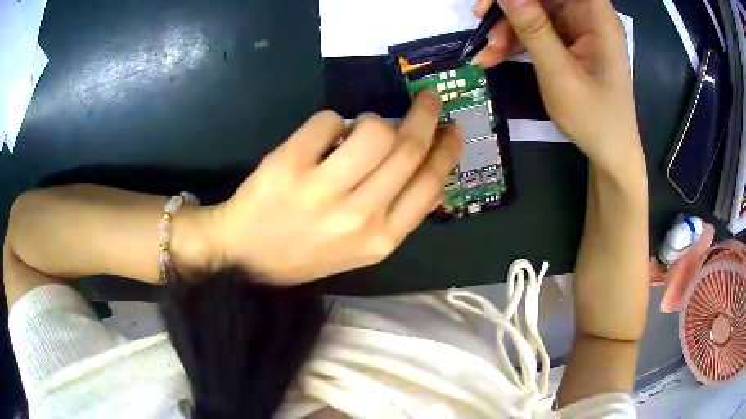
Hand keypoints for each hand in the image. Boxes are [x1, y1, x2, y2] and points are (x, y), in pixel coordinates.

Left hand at [208, 91, 461, 284]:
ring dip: (373, 120)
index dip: (446, 150)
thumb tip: (425, 165)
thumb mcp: (360, 248)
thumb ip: (396, 212)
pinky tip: (322, 139)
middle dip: (426, 115)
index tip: (453, 129)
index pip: (429, 184)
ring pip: (374, 129)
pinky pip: (329, 121)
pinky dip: (332, 122)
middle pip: (407, 148)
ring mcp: (321, 190)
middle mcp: (358, 216)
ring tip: (360, 129)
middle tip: (429, 98)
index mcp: (381, 239)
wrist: (245, 256)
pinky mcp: (288, 166)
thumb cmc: (305, 252)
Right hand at [473, 0, 641, 175]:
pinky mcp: (571, 42)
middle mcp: (589, 16)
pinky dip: (517, 40)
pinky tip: (497, 57)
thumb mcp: (560, 74)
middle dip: (510, 7)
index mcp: (597, 17)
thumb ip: (533, 29)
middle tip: (481, 21)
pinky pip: (538, 29)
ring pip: (535, 9)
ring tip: (489, 53)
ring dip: (508, 27)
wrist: (610, 153)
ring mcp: (579, 28)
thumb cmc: (594, 119)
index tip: (496, 2)